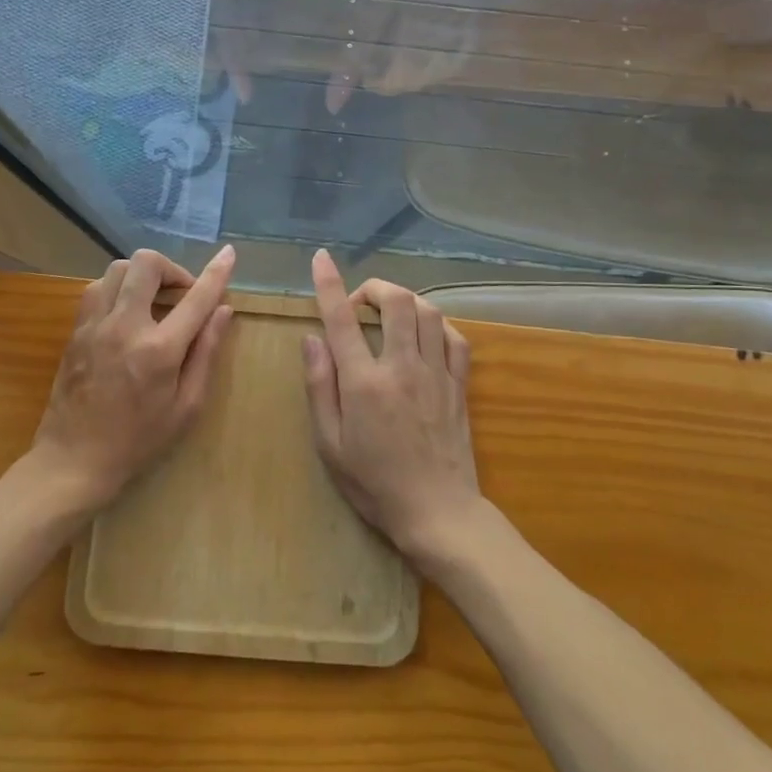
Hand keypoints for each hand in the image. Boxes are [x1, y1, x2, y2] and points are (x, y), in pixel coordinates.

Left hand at [30, 246, 235, 514]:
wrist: (73, 461)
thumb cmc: (139, 440)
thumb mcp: (186, 407)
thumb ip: (206, 353)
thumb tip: (223, 311)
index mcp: (158, 350)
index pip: (195, 298)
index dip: (217, 272)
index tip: (229, 253)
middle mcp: (124, 327)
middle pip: (146, 264)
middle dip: (171, 268)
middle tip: (182, 294)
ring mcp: (94, 326)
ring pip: (117, 269)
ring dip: (142, 276)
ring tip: (153, 301)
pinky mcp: (76, 331)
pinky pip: (97, 289)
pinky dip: (117, 289)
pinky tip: (127, 313)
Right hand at [301, 248, 480, 564]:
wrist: (438, 513)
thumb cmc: (375, 484)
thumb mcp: (330, 444)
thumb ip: (319, 387)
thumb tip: (312, 339)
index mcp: (365, 383)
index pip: (342, 320)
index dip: (329, 284)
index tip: (321, 258)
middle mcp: (402, 368)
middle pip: (396, 301)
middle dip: (374, 287)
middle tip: (359, 303)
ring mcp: (436, 373)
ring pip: (427, 312)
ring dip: (405, 300)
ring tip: (389, 314)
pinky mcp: (459, 384)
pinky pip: (455, 337)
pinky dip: (437, 324)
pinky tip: (424, 333)